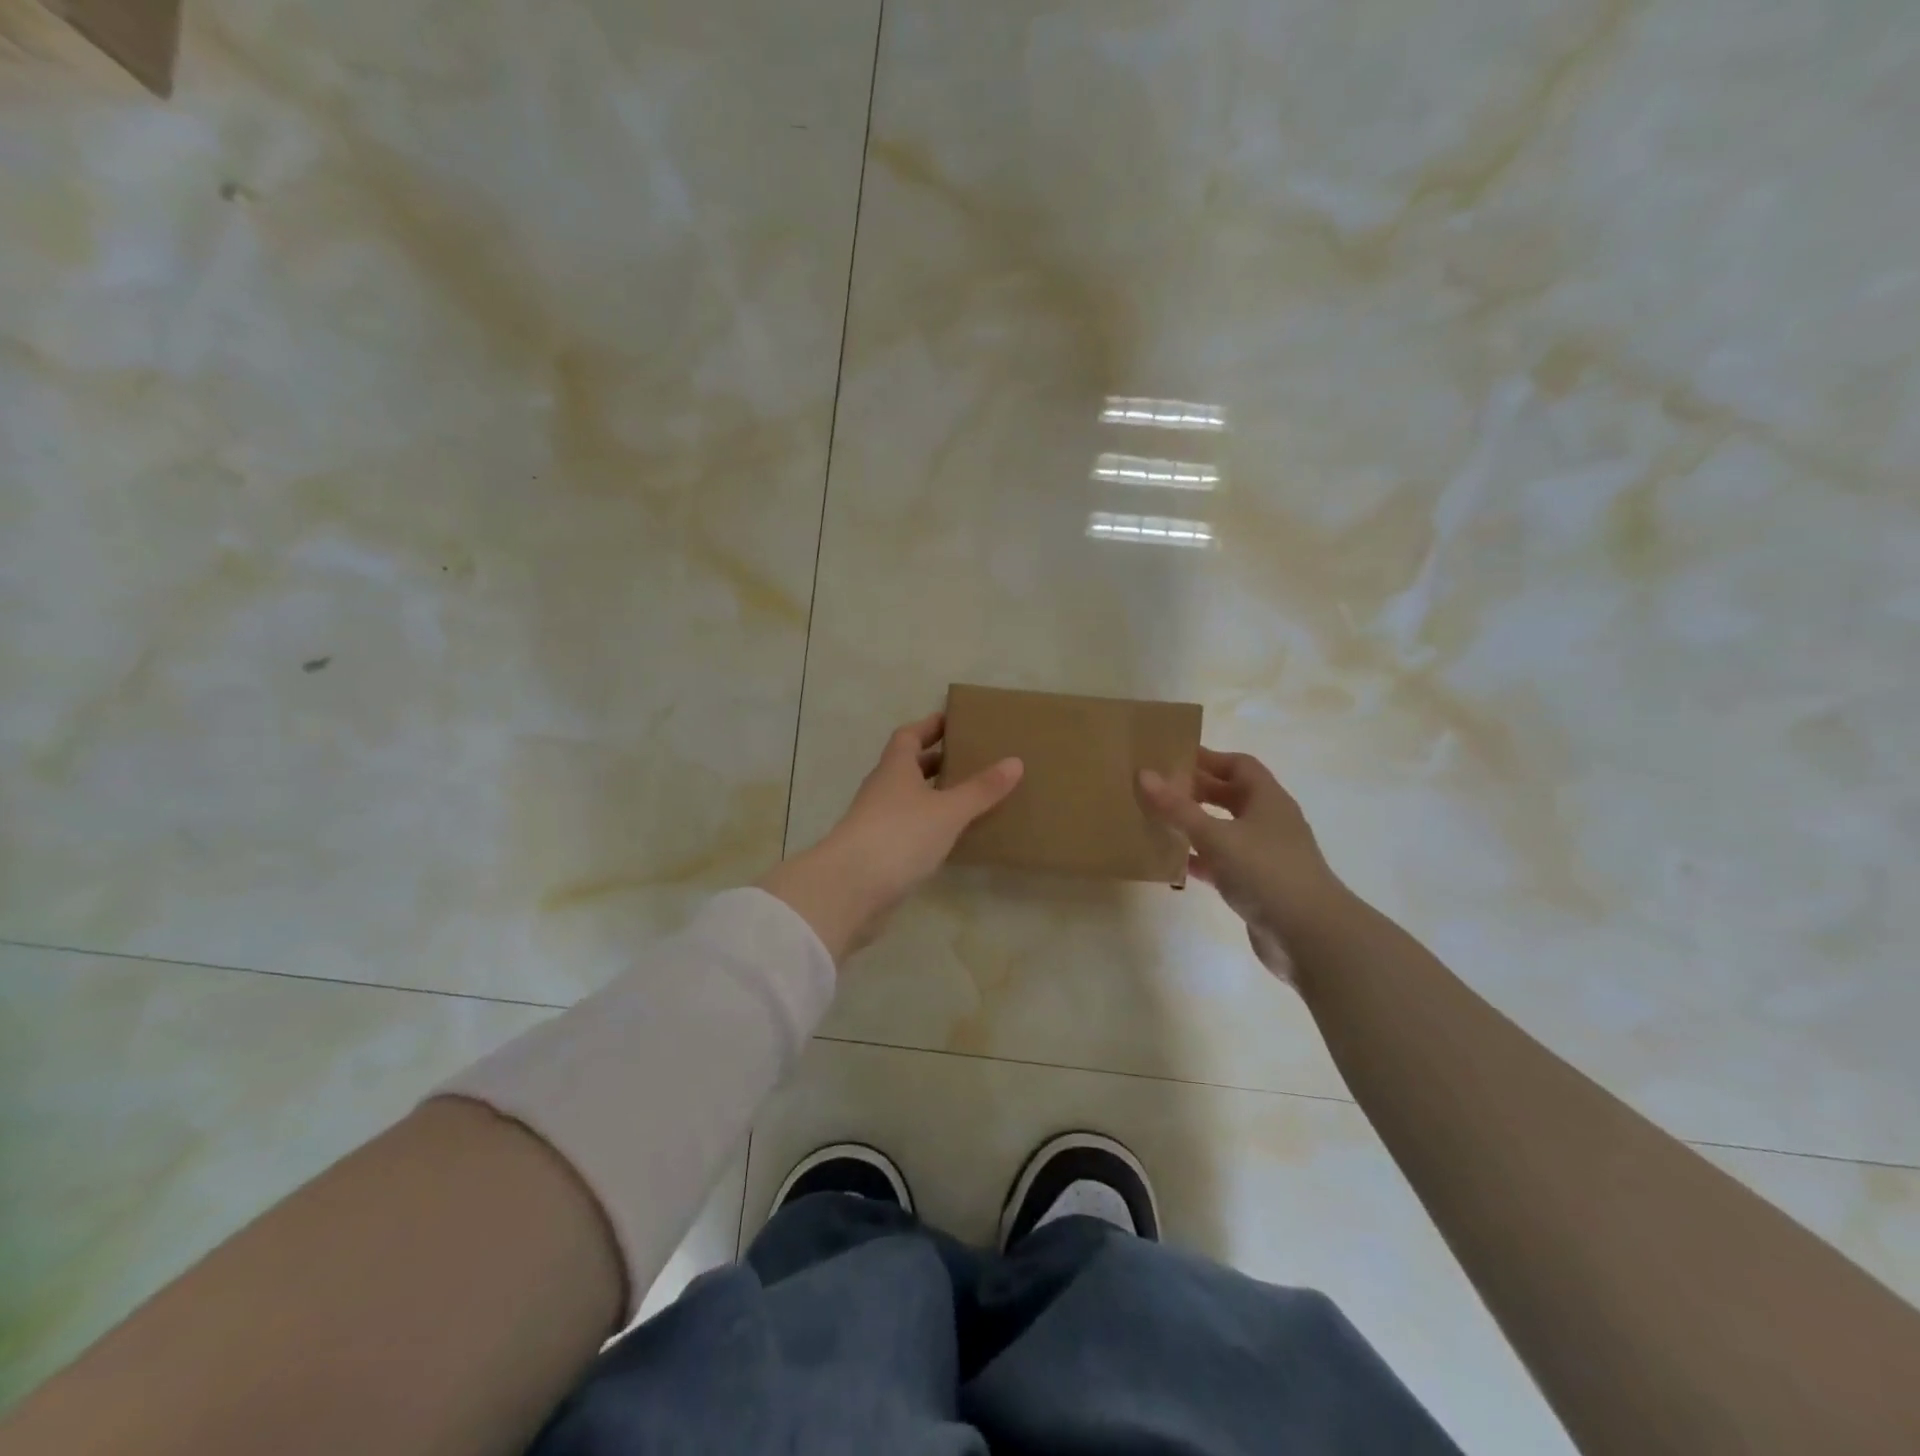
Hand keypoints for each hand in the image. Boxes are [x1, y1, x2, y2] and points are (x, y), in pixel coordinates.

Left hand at [760, 713, 1022, 962]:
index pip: (909, 736)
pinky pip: (910, 828)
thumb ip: (981, 789)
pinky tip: (953, 836)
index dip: (930, 726)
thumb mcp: (948, 810)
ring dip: (934, 794)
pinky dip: (930, 825)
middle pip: (909, 766)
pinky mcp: (880, 851)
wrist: (850, 888)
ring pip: (909, 798)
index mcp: (895, 768)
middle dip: (937, 760)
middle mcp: (883, 789)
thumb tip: (1015, 761)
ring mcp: (878, 821)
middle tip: (972, 758)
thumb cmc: (900, 835)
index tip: (954, 720)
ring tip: (970, 796)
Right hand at [1138, 748, 1346, 981]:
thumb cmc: (1266, 872)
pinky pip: (1221, 862)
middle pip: (1229, 795)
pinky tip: (1171, 862)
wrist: (1310, 937)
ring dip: (1194, 825)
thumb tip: (1143, 774)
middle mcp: (1268, 821)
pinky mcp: (1256, 884)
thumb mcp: (1216, 836)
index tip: (1171, 757)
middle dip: (1195, 790)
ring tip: (1156, 821)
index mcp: (1267, 799)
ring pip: (1223, 830)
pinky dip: (1199, 859)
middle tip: (1156, 789)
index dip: (1207, 758)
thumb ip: (1178, 808)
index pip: (1238, 764)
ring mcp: (1264, 854)